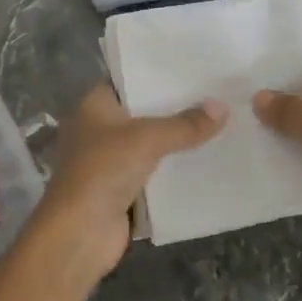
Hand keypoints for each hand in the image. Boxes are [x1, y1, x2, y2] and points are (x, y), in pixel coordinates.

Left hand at [33, 83, 226, 282]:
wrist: (79, 235)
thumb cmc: (103, 171)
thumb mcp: (147, 139)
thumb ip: (185, 124)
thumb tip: (222, 107)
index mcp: (94, 105)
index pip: (128, 78)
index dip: (156, 72)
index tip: (191, 65)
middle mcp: (100, 128)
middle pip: (143, 112)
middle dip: (175, 107)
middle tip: (215, 92)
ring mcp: (110, 161)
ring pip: (151, 143)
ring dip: (178, 140)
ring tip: (219, 121)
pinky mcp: (123, 190)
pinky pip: (155, 172)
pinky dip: (175, 169)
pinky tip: (207, 159)